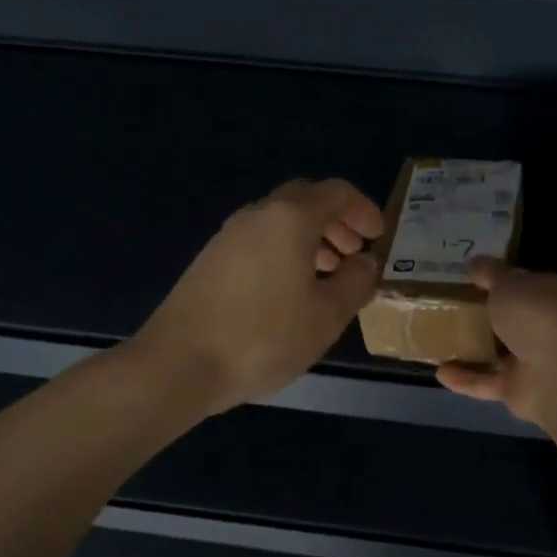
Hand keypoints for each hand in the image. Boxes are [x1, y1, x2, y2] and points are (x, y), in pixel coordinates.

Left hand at [136, 178, 385, 416]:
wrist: (179, 363)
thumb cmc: (264, 336)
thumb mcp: (327, 315)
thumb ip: (355, 282)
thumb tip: (365, 262)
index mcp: (289, 219)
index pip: (335, 192)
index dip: (363, 209)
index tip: (377, 237)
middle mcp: (256, 216)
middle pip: (304, 201)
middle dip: (336, 222)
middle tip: (354, 254)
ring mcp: (227, 237)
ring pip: (278, 223)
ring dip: (310, 240)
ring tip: (327, 277)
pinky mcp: (210, 261)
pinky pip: (258, 242)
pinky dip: (284, 254)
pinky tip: (290, 293)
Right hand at [435, 258, 556, 423]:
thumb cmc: (537, 315)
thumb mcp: (509, 282)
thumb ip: (490, 273)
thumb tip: (474, 262)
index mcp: (551, 296)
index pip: (525, 284)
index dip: (500, 279)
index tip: (471, 277)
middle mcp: (545, 327)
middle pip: (510, 319)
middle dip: (485, 314)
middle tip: (449, 305)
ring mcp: (533, 361)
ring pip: (498, 353)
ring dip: (473, 348)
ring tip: (440, 338)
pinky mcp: (518, 389)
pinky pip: (486, 382)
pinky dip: (465, 378)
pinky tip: (439, 371)